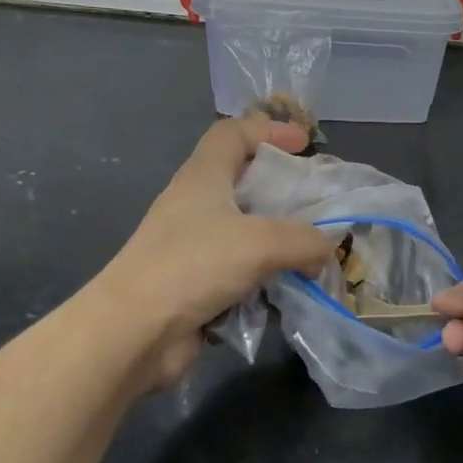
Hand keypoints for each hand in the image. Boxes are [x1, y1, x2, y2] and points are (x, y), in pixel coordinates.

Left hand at [100, 117, 337, 389]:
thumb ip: (305, 239)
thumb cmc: (194, 266)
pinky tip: (289, 292)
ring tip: (315, 253)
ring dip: (280, 241)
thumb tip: (327, 247)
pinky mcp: (196, 285)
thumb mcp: (262, 242)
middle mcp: (196, 206)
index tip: (305, 145)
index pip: (233, 133)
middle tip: (318, 205)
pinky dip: (265, 278)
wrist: (134, 332)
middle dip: (283, 191)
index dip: (269, 130)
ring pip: (246, 232)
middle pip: (243, 182)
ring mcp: (193, 247)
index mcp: (203, 177)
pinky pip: (241, 272)